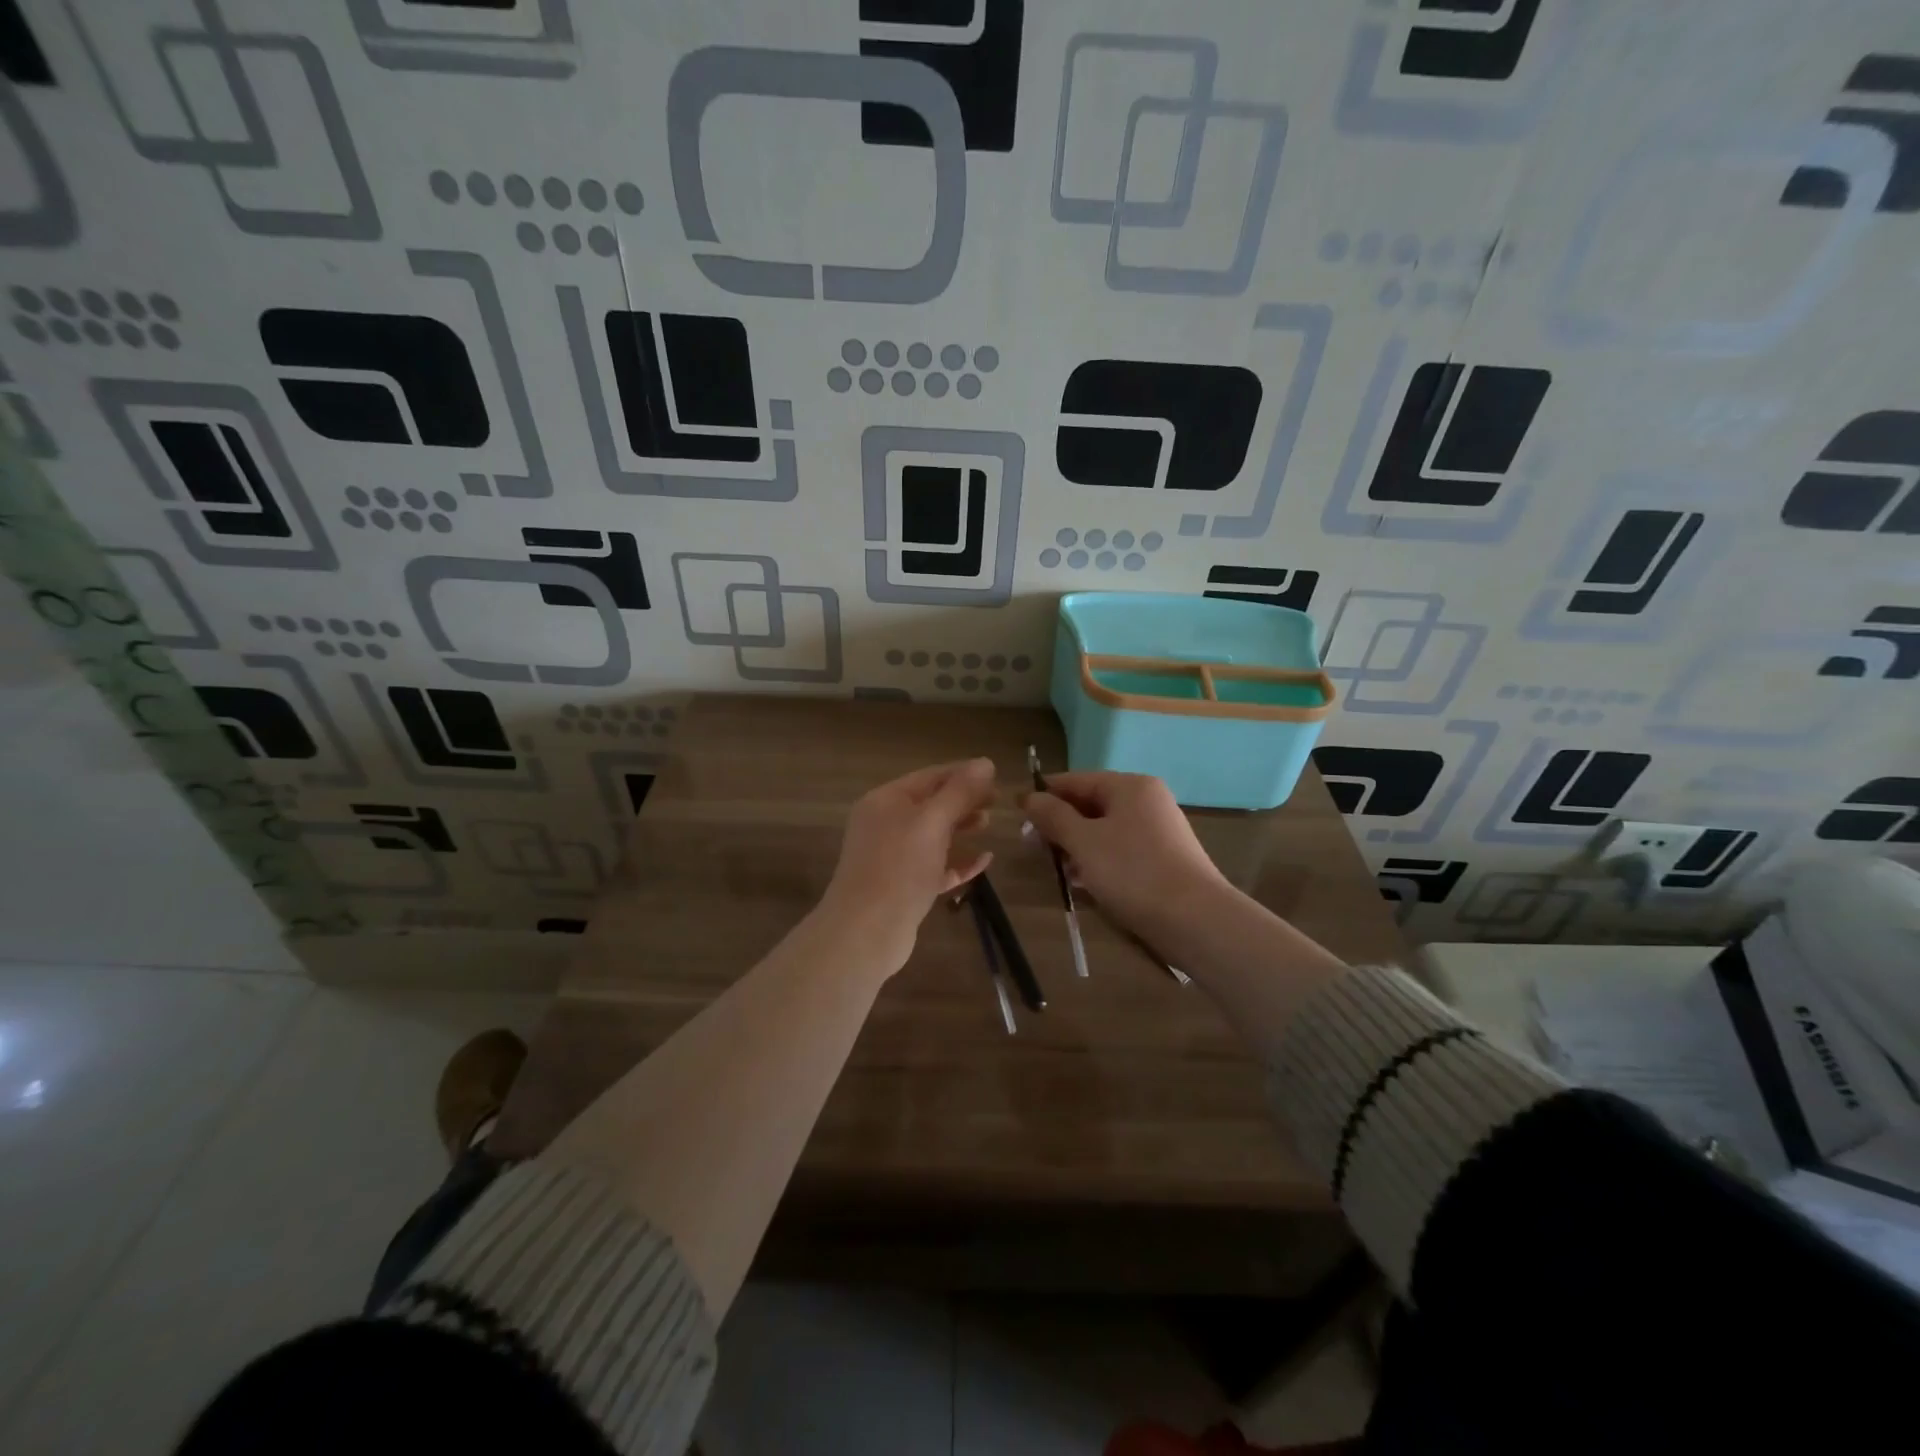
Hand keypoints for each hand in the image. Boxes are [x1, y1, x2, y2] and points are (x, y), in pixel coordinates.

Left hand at [817, 759, 996, 974]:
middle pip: (931, 804)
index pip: (930, 776)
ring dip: (961, 827)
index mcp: (886, 801)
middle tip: (997, 800)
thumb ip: (959, 792)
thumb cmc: (899, 868)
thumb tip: (985, 763)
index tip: (996, 774)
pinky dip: (958, 861)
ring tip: (989, 824)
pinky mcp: (904, 887)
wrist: (866, 932)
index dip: (963, 773)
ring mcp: (893, 857)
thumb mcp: (932, 822)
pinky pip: (936, 866)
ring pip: (933, 835)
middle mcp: (886, 824)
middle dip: (963, 800)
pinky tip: (984, 861)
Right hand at [1023, 772, 1230, 947]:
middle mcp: (1146, 801)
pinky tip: (1083, 884)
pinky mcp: (1163, 859)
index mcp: (1129, 786)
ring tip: (1056, 870)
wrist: (1196, 920)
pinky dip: (1098, 861)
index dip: (1044, 795)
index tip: (1016, 814)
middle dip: (1060, 825)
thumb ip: (1054, 817)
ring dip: (1076, 846)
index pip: (1075, 780)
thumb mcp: (1084, 842)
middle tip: (1033, 848)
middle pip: (1090, 804)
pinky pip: (1120, 851)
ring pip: (1104, 830)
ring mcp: (1158, 830)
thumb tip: (1030, 797)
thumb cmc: (1133, 872)